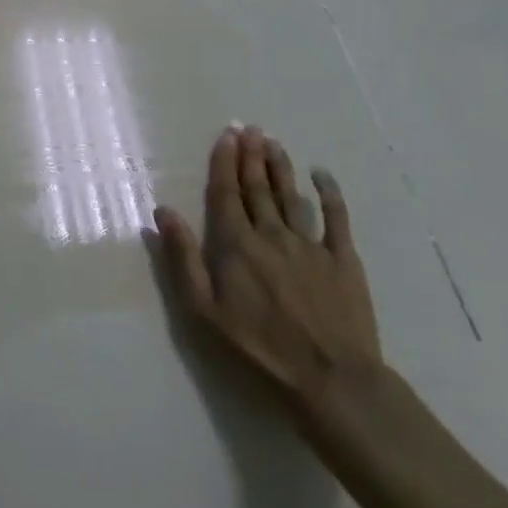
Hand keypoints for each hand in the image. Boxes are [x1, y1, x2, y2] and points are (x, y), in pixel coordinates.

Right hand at [155, 125, 381, 422]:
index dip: (224, 162)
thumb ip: (184, 258)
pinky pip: (336, 218)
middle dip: (251, 155)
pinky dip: (329, 193)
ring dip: (280, 166)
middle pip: (257, 187)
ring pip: (291, 195)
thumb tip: (164, 211)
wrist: (331, 380)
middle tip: (249, 128)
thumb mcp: (205, 310)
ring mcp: (310, 244)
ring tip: (273, 141)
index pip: (226, 193)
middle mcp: (271, 233)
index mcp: (237, 244)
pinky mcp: (343, 259)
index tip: (226, 136)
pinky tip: (322, 174)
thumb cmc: (259, 349)